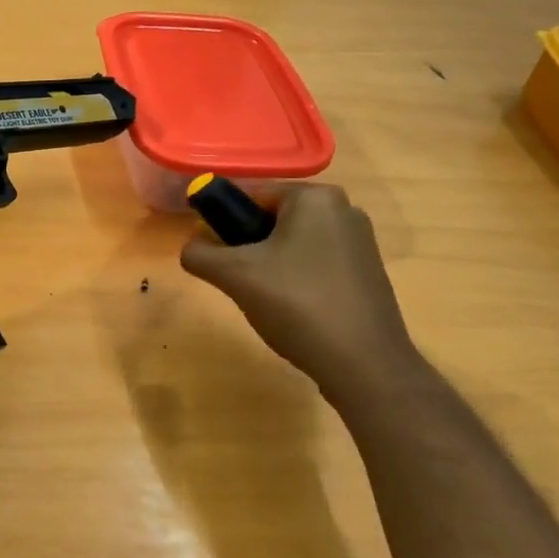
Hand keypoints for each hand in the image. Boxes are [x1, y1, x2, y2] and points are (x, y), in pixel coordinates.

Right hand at [180, 183, 422, 409]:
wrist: (363, 362)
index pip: (252, 195)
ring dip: (270, 266)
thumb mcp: (235, 276)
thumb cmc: (297, 305)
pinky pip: (316, 264)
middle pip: (273, 219)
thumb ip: (200, 254)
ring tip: (264, 300)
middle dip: (248, 247)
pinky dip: (296, 280)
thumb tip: (191, 247)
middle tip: (238, 281)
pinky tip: (292, 310)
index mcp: (314, 198)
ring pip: (293, 244)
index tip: (213, 254)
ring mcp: (360, 242)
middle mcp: (343, 209)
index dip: (223, 221)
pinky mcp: (367, 272)